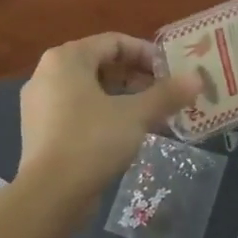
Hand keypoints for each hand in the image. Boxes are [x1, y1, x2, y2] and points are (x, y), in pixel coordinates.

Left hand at [19, 33, 202, 193]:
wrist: (49, 194)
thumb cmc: (92, 141)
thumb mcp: (136, 115)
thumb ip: (166, 94)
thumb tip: (197, 79)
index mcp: (66, 58)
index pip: (114, 42)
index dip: (147, 54)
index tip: (171, 73)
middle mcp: (47, 73)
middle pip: (101, 64)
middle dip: (137, 78)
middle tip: (164, 94)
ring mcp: (40, 103)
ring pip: (89, 90)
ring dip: (123, 98)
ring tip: (151, 115)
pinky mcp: (40, 130)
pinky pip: (77, 111)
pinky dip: (103, 115)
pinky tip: (126, 134)